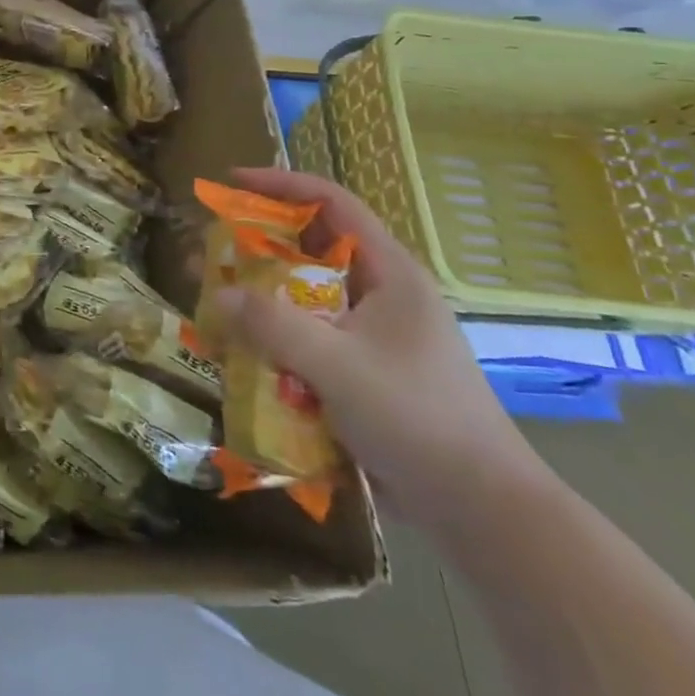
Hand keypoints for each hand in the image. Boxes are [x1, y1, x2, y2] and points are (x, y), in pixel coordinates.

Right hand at [212, 168, 551, 532]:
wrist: (484, 512)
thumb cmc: (417, 420)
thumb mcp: (337, 366)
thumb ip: (273, 325)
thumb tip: (218, 294)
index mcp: (391, 275)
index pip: (333, 204)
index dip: (281, 185)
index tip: (231, 183)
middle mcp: (382, 295)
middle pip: (312, 248)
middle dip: (258, 246)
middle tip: (210, 249)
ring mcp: (375, 336)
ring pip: (306, 297)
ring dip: (262, 297)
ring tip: (216, 302)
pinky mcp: (366, 372)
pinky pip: (310, 338)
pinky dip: (276, 339)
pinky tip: (244, 355)